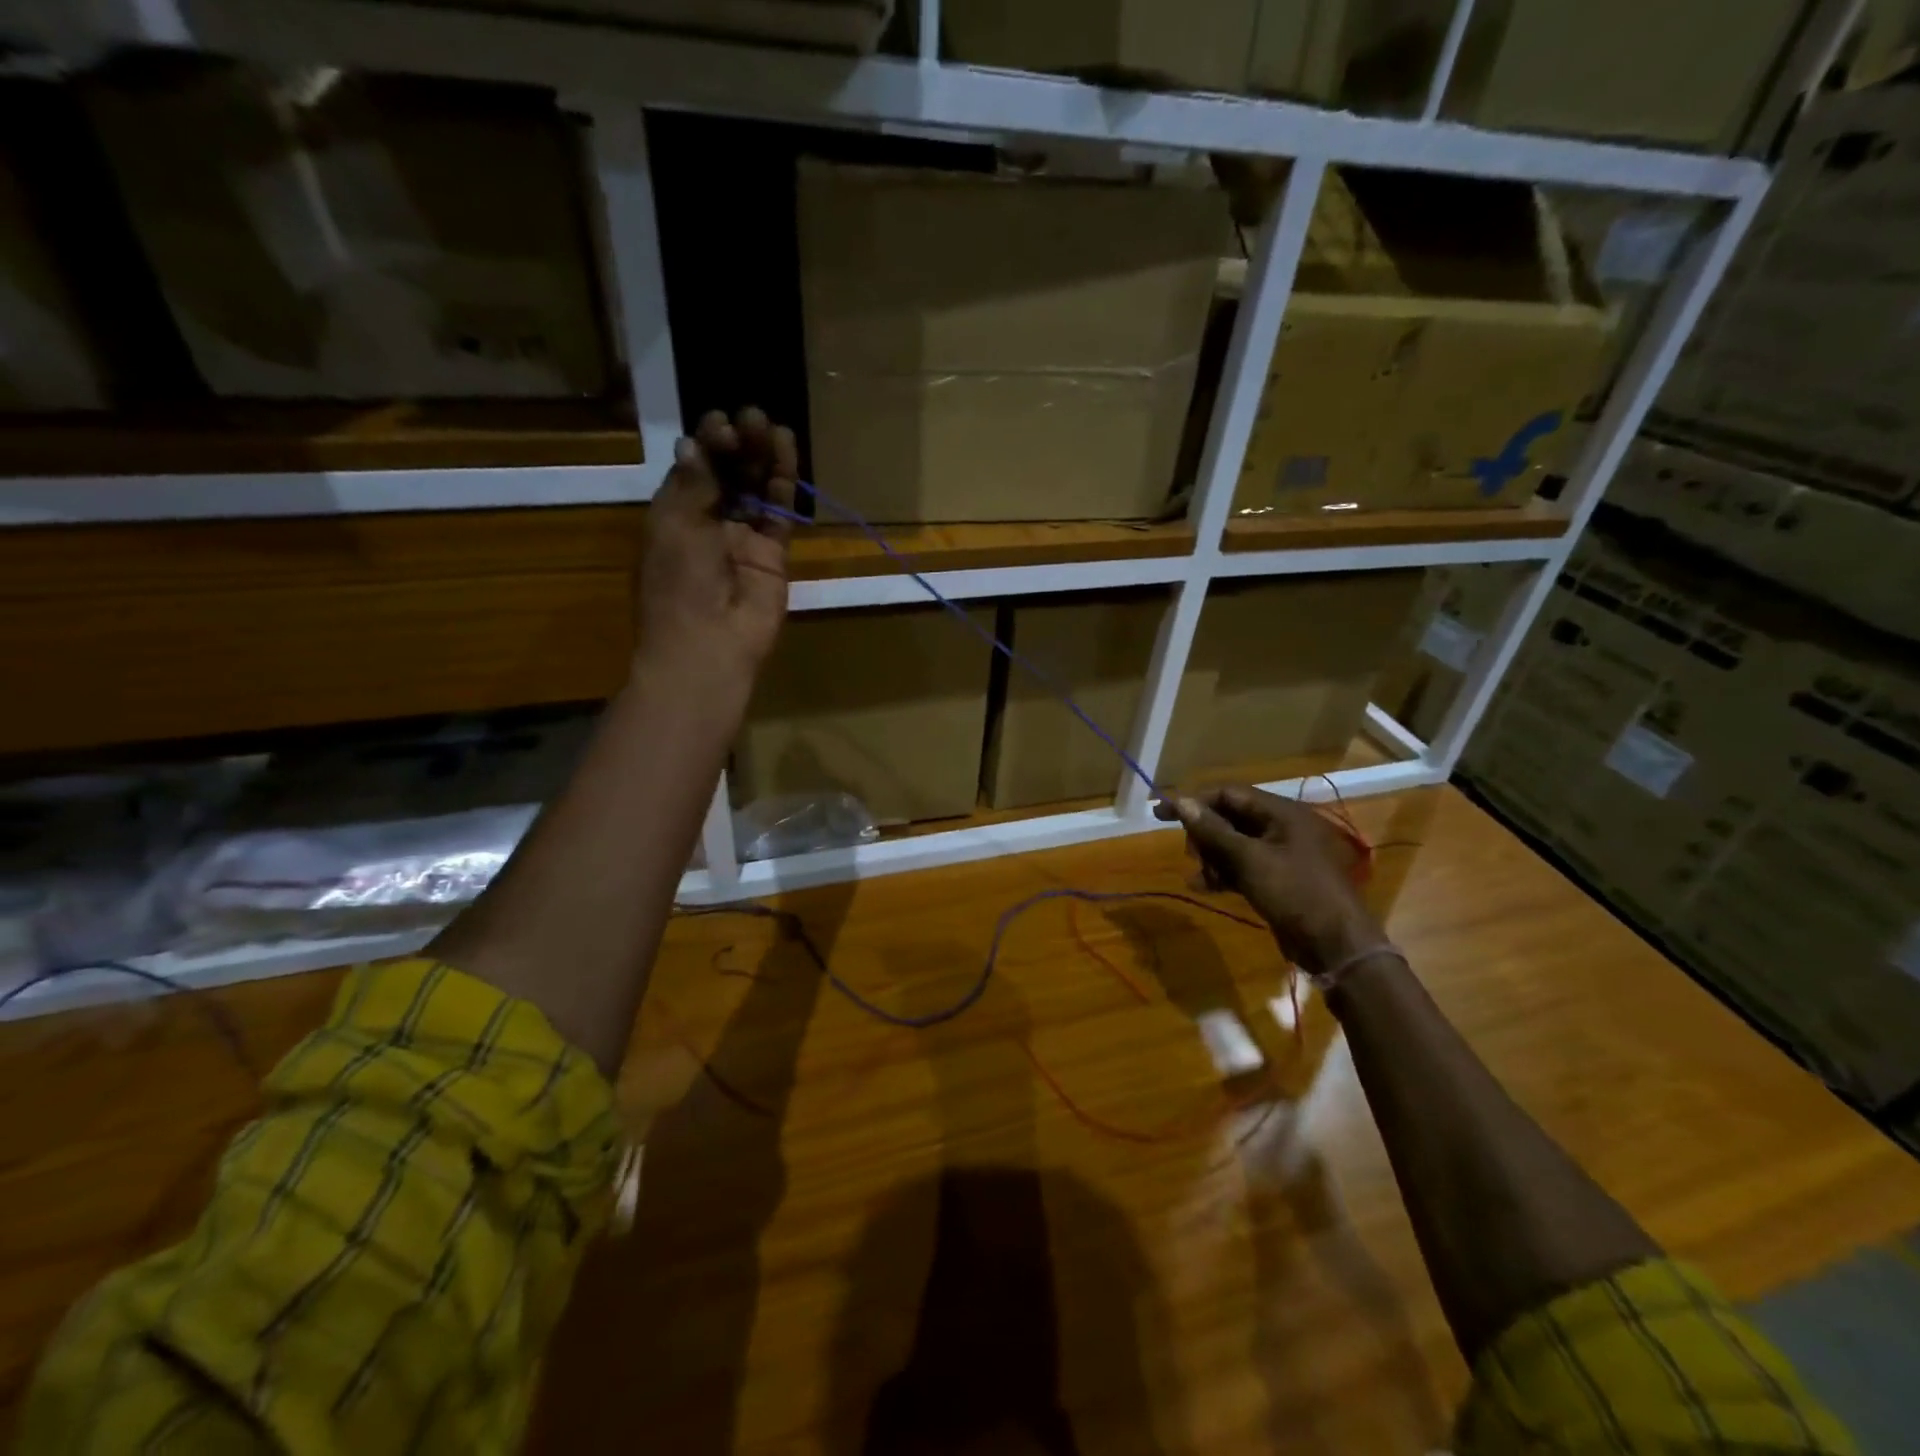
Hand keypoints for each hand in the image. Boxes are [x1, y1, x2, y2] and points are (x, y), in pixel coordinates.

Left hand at [638, 407, 797, 677]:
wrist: (709, 646)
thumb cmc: (680, 585)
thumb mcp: (676, 527)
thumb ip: (692, 485)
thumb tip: (693, 443)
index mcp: (675, 514)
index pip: (695, 467)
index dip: (708, 442)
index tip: (721, 423)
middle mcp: (709, 521)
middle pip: (728, 473)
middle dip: (738, 443)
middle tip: (752, 417)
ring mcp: (743, 538)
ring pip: (756, 488)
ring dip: (762, 456)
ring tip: (771, 425)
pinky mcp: (773, 554)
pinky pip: (779, 512)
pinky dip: (783, 483)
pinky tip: (787, 452)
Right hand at [1154, 786, 1387, 975]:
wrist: (1336, 945)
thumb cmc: (1294, 892)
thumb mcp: (1249, 859)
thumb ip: (1213, 830)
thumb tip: (1181, 801)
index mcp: (1282, 813)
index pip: (1229, 794)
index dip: (1195, 802)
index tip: (1162, 814)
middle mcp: (1282, 827)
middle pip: (1230, 818)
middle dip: (1205, 835)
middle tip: (1190, 855)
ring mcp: (1281, 854)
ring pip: (1234, 844)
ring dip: (1212, 857)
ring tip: (1199, 877)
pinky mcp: (1278, 878)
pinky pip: (1243, 866)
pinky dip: (1223, 873)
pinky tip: (1203, 886)